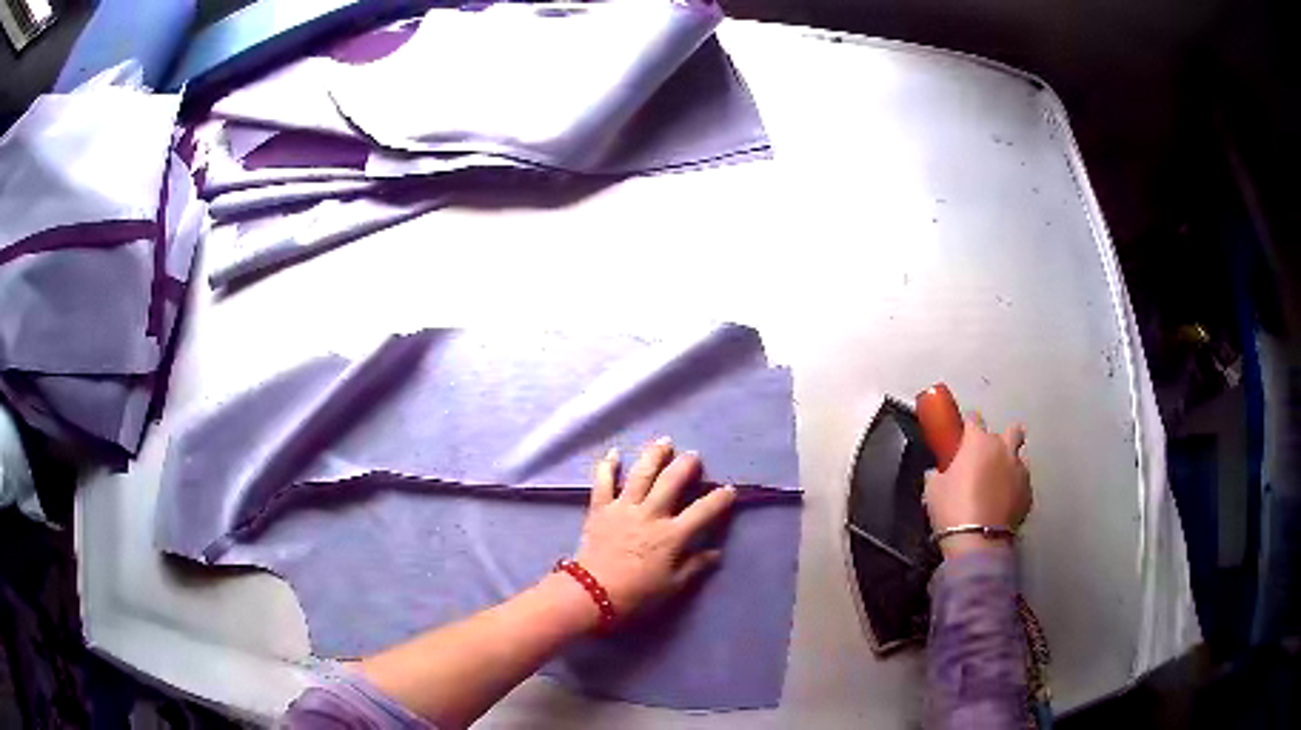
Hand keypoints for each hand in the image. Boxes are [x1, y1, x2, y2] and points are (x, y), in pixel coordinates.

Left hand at [574, 437, 736, 617]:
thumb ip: (695, 566)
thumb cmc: (637, 595)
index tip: (729, 489)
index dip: (719, 498)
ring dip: (654, 456)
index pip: (703, 511)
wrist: (593, 594)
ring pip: (641, 474)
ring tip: (664, 442)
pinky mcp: (600, 509)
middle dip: (686, 465)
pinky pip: (603, 483)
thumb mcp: (673, 586)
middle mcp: (650, 514)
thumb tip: (716, 552)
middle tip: (694, 456)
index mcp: (672, 535)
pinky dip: (608, 467)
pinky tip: (613, 453)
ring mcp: (623, 508)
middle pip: (671, 481)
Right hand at [923, 414, 1031, 558]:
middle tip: (989, 457)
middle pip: (1012, 430)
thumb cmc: (952, 509)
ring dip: (1010, 466)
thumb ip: (938, 473)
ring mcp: (1020, 471)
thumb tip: (938, 472)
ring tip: (997, 484)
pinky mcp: (1029, 494)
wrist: (978, 541)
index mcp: (979, 442)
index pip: (975, 419)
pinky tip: (1003, 503)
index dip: (967, 427)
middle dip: (1003, 439)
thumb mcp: (933, 489)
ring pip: (1020, 458)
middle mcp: (1004, 450)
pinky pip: (1023, 484)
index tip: (961, 438)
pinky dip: (1015, 489)